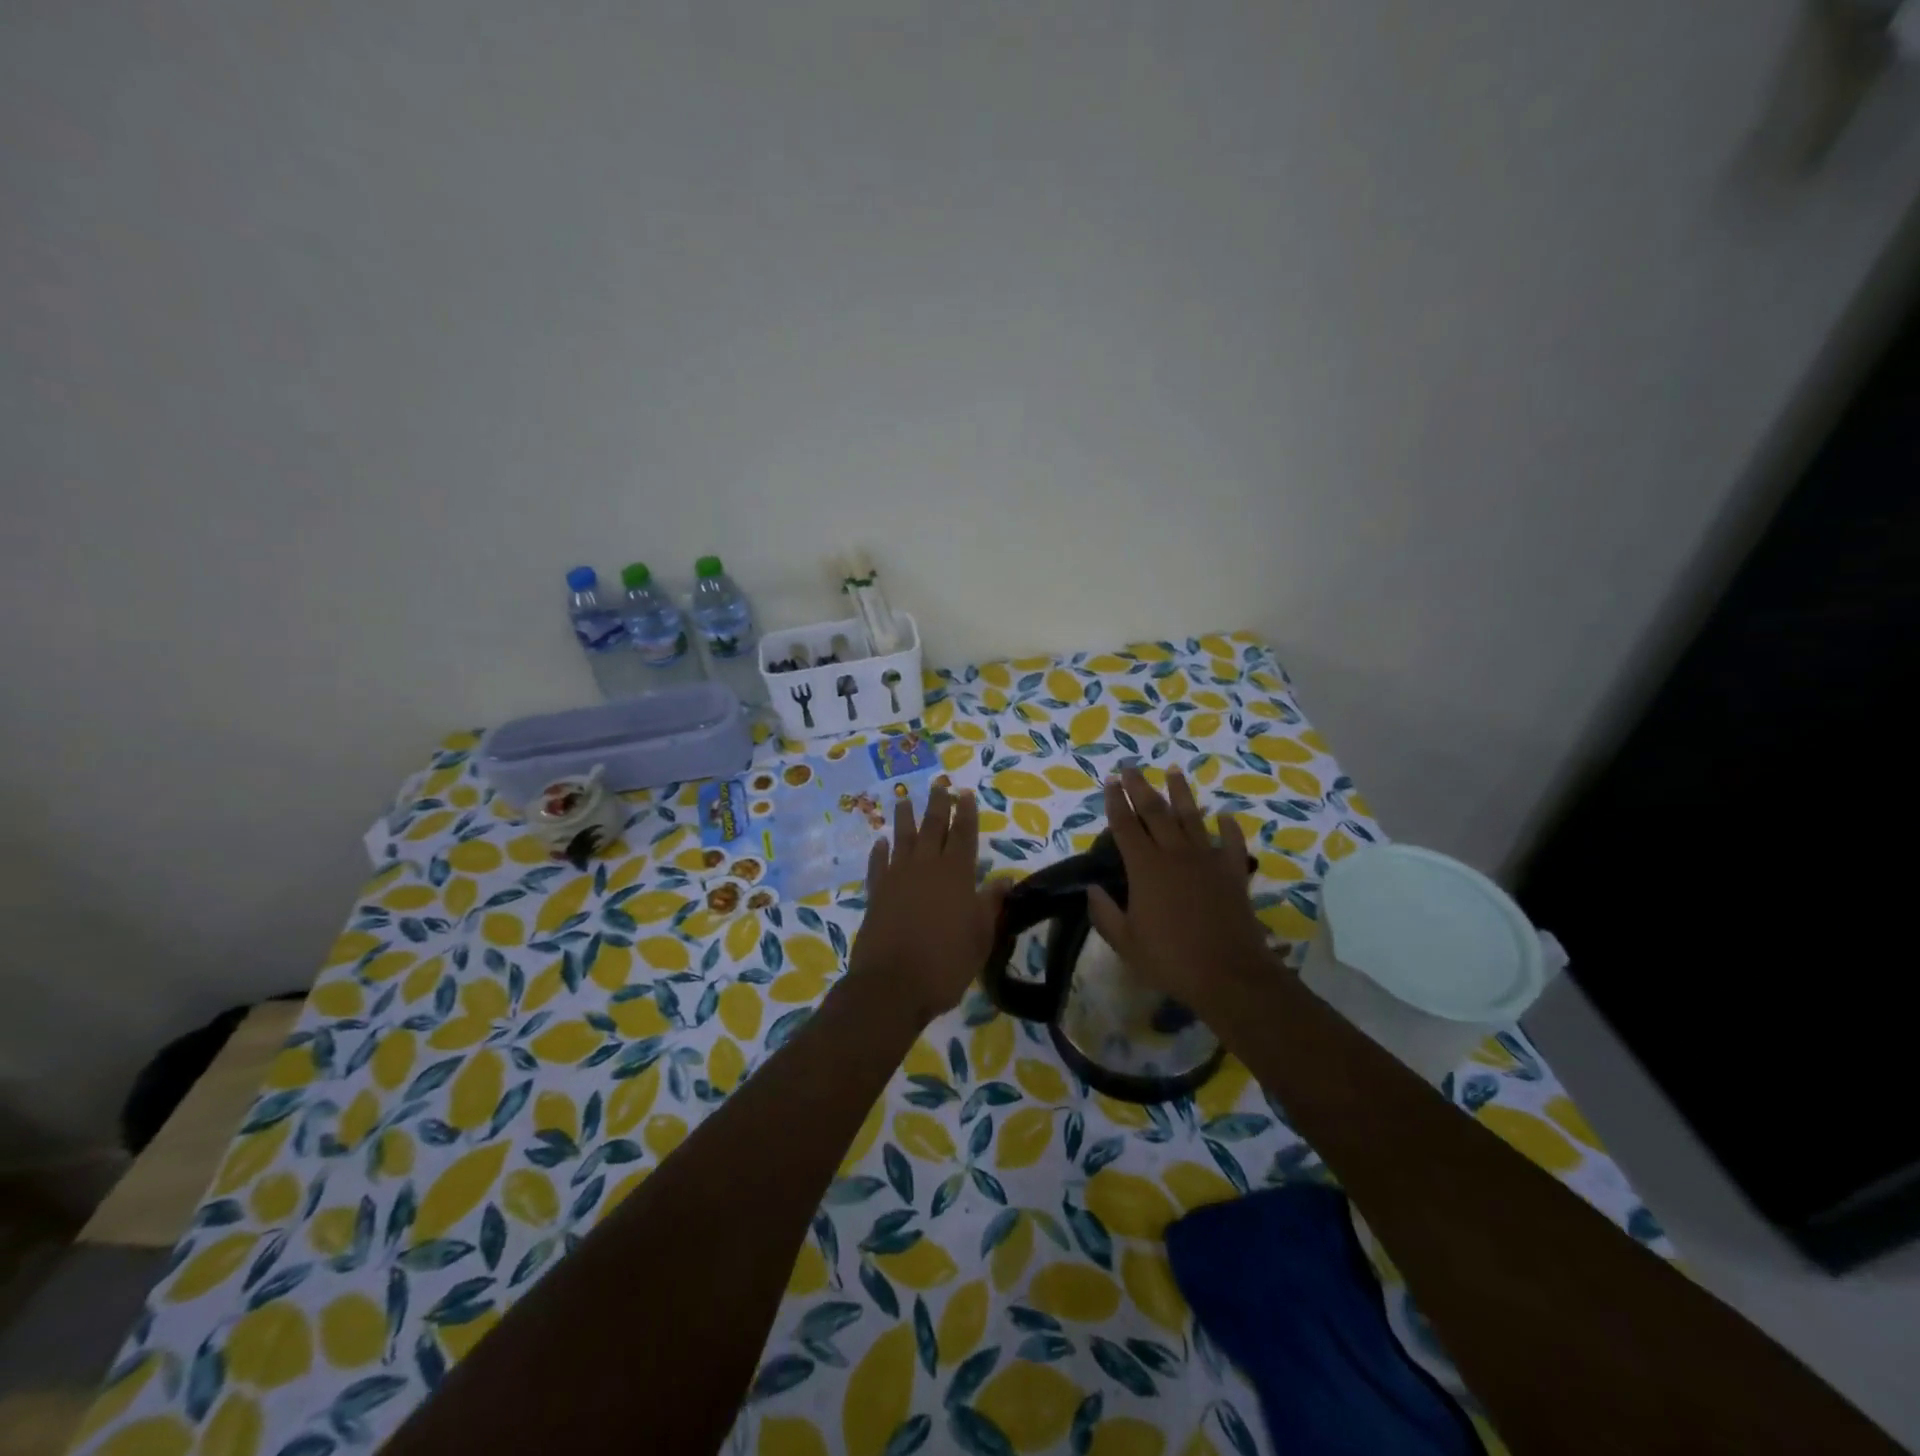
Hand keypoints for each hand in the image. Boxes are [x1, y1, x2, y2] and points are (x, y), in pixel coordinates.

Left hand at [847, 783, 1009, 1028]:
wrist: (892, 985)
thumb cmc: (946, 963)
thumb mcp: (981, 936)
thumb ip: (991, 903)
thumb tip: (1006, 878)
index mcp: (956, 874)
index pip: (964, 835)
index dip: (966, 813)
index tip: (965, 793)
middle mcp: (926, 867)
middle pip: (933, 828)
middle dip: (938, 805)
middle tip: (939, 785)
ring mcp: (897, 878)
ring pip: (902, 839)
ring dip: (904, 818)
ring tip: (904, 799)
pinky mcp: (876, 894)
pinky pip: (878, 865)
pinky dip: (879, 852)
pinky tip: (880, 842)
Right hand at [1087, 766, 1276, 1015]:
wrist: (1229, 974)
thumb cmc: (1170, 959)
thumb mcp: (1125, 941)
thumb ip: (1104, 913)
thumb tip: (1092, 888)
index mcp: (1145, 868)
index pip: (1125, 825)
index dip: (1116, 801)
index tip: (1110, 780)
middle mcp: (1175, 854)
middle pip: (1155, 812)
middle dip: (1141, 787)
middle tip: (1131, 768)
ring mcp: (1207, 860)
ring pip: (1192, 817)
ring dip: (1181, 793)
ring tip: (1173, 770)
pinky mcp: (1233, 873)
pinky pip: (1231, 843)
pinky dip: (1228, 827)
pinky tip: (1225, 815)